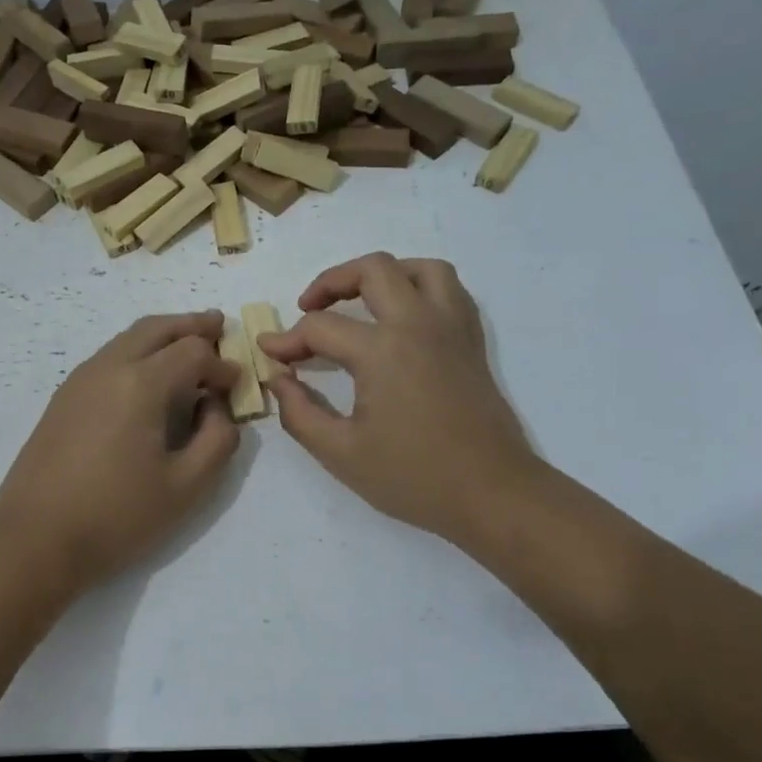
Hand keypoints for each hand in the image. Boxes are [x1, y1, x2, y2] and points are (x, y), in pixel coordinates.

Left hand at [0, 311, 240, 595]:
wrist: (34, 539)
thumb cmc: (116, 516)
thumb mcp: (186, 486)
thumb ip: (218, 440)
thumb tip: (216, 408)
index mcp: (140, 383)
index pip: (193, 352)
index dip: (222, 365)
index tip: (236, 386)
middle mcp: (107, 367)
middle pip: (156, 328)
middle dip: (191, 326)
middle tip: (218, 325)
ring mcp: (79, 380)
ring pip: (128, 339)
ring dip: (162, 336)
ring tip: (187, 344)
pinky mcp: (62, 399)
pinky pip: (108, 358)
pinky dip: (137, 353)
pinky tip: (147, 379)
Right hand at [258, 254, 537, 546]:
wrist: (491, 493)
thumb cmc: (413, 477)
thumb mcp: (340, 453)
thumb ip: (299, 412)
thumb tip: (279, 379)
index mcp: (382, 350)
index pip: (320, 327)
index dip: (287, 339)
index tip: (269, 354)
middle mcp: (419, 324)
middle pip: (372, 270)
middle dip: (330, 282)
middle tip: (308, 310)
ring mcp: (452, 328)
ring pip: (419, 268)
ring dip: (382, 275)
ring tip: (359, 301)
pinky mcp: (472, 341)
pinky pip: (449, 290)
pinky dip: (419, 288)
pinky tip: (402, 316)